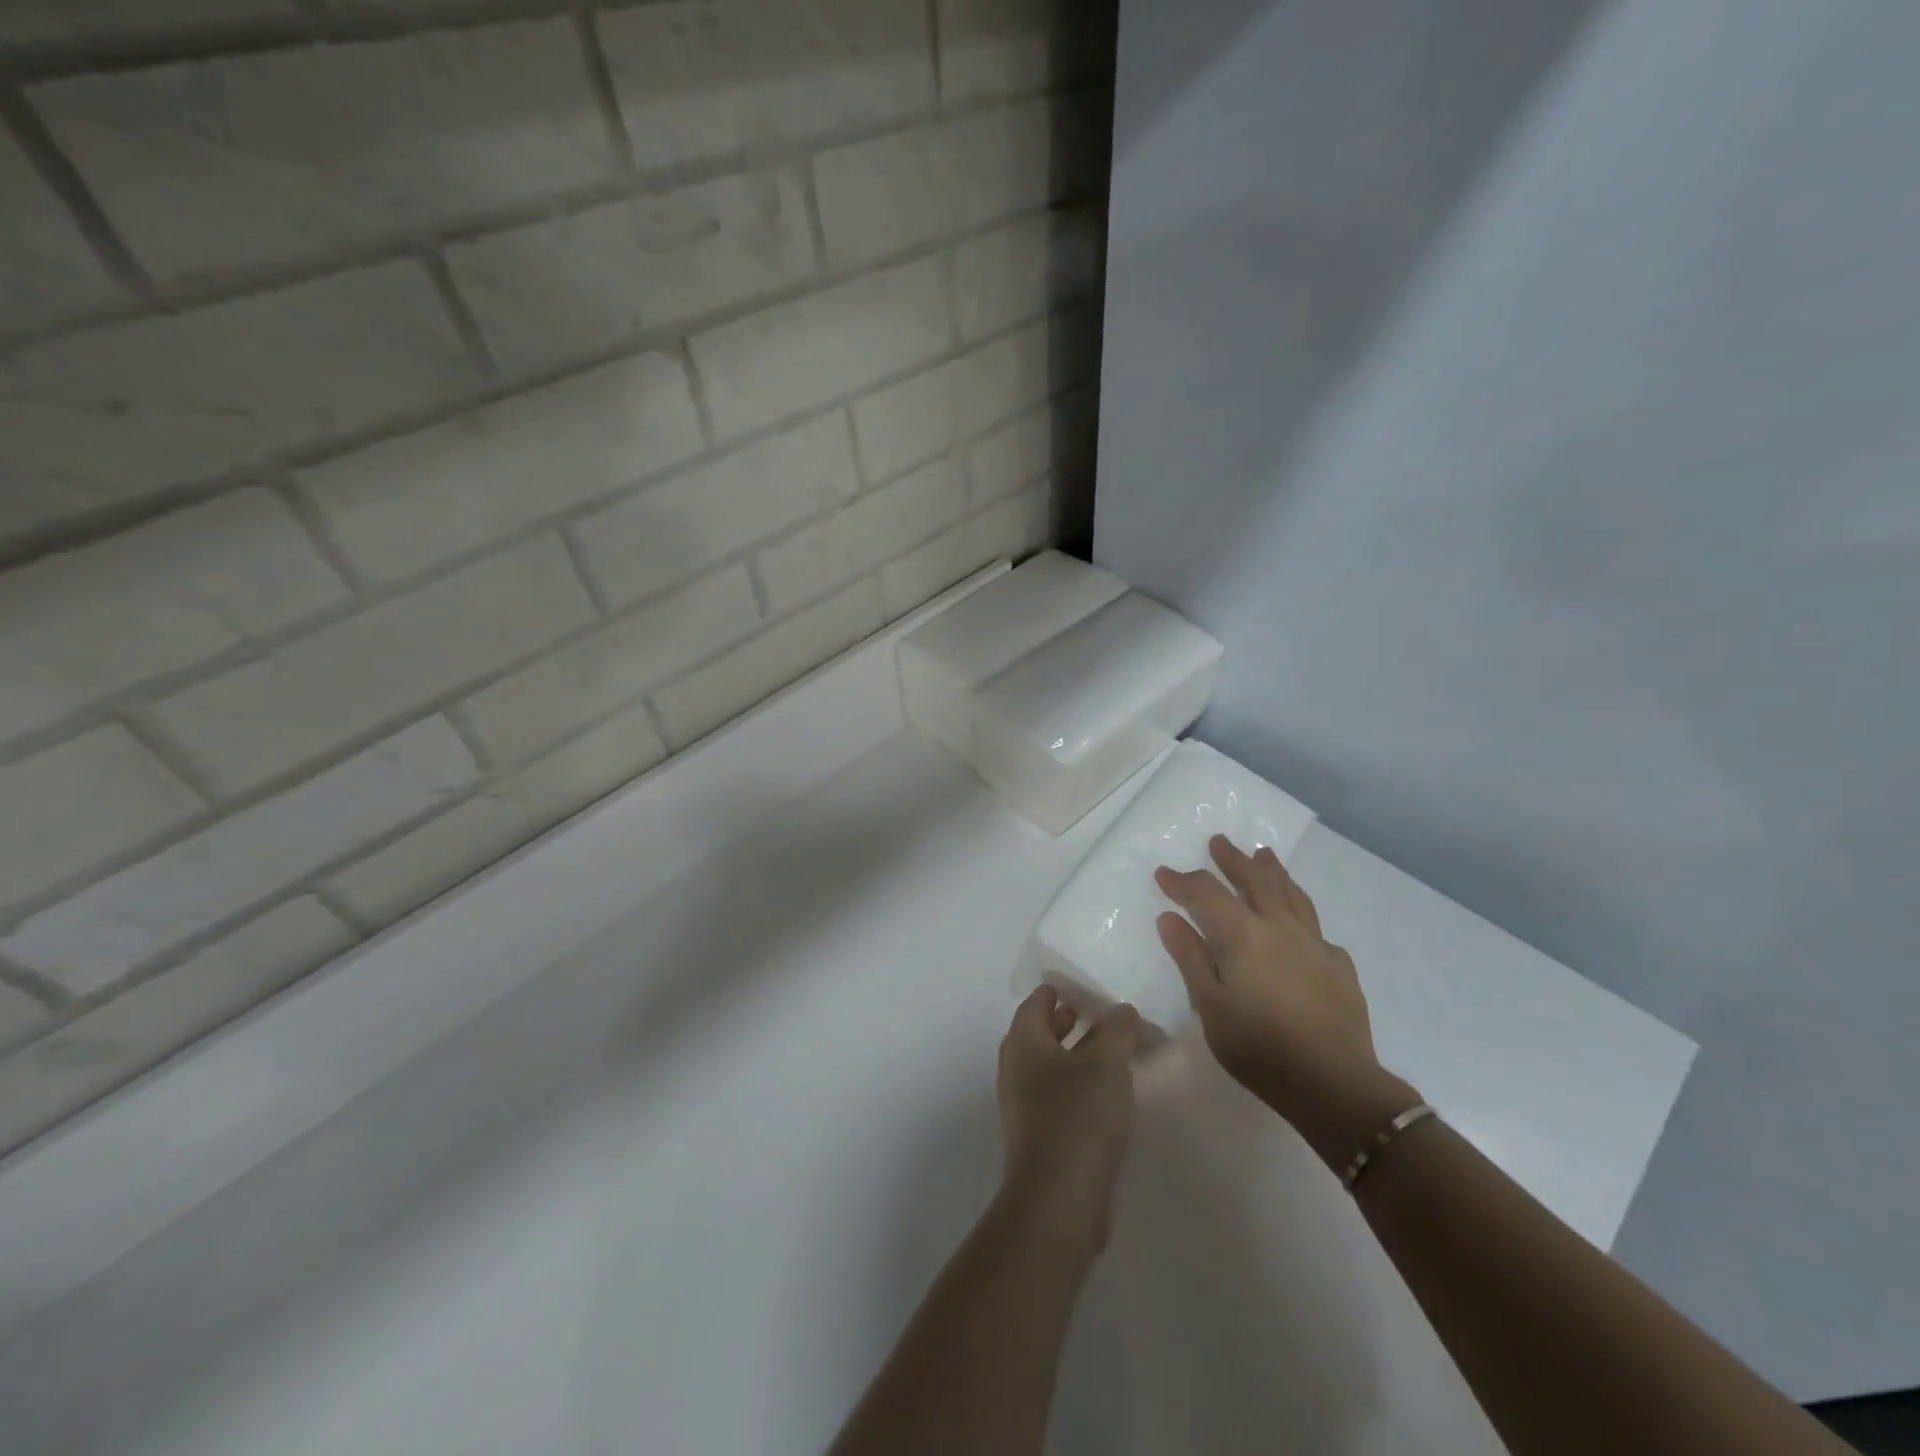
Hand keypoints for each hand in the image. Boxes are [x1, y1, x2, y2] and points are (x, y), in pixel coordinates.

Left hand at [996, 988, 1141, 1252]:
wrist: (1058, 1201)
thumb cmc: (1078, 1117)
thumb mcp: (1107, 1063)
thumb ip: (1117, 1030)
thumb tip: (1121, 1009)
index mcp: (1023, 1041)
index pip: (1036, 1002)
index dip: (1059, 990)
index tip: (1086, 985)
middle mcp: (1016, 1068)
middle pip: (1039, 1032)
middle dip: (1067, 1021)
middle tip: (1100, 1014)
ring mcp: (1023, 1105)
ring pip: (1048, 1066)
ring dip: (1075, 1054)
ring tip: (1111, 1052)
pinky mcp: (1038, 1136)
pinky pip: (1057, 1096)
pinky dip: (1077, 1085)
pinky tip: (1107, 1095)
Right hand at [1155, 835, 1418, 1169]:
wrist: (1334, 1082)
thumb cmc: (1259, 1046)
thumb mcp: (1210, 1005)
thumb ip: (1190, 957)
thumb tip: (1169, 917)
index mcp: (1243, 934)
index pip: (1206, 893)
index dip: (1183, 880)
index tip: (1163, 873)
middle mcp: (1279, 927)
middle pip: (1255, 880)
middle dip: (1233, 859)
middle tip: (1219, 842)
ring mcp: (1314, 943)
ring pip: (1292, 894)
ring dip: (1273, 871)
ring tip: (1264, 854)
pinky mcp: (1339, 965)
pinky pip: (1316, 928)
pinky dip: (1301, 914)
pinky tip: (1300, 923)